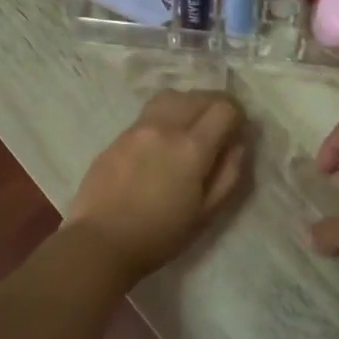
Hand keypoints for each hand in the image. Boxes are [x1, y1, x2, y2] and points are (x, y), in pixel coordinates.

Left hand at [66, 90, 247, 282]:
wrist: (100, 242)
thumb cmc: (160, 235)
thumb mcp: (207, 213)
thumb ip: (229, 174)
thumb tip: (238, 144)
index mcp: (191, 148)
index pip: (224, 108)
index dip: (238, 116)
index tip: (238, 132)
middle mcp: (165, 128)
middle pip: (198, 96)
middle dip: (215, 106)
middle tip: (219, 128)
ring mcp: (137, 129)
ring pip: (171, 97)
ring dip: (189, 105)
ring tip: (192, 128)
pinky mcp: (118, 137)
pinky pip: (149, 114)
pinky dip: (166, 117)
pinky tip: (163, 143)